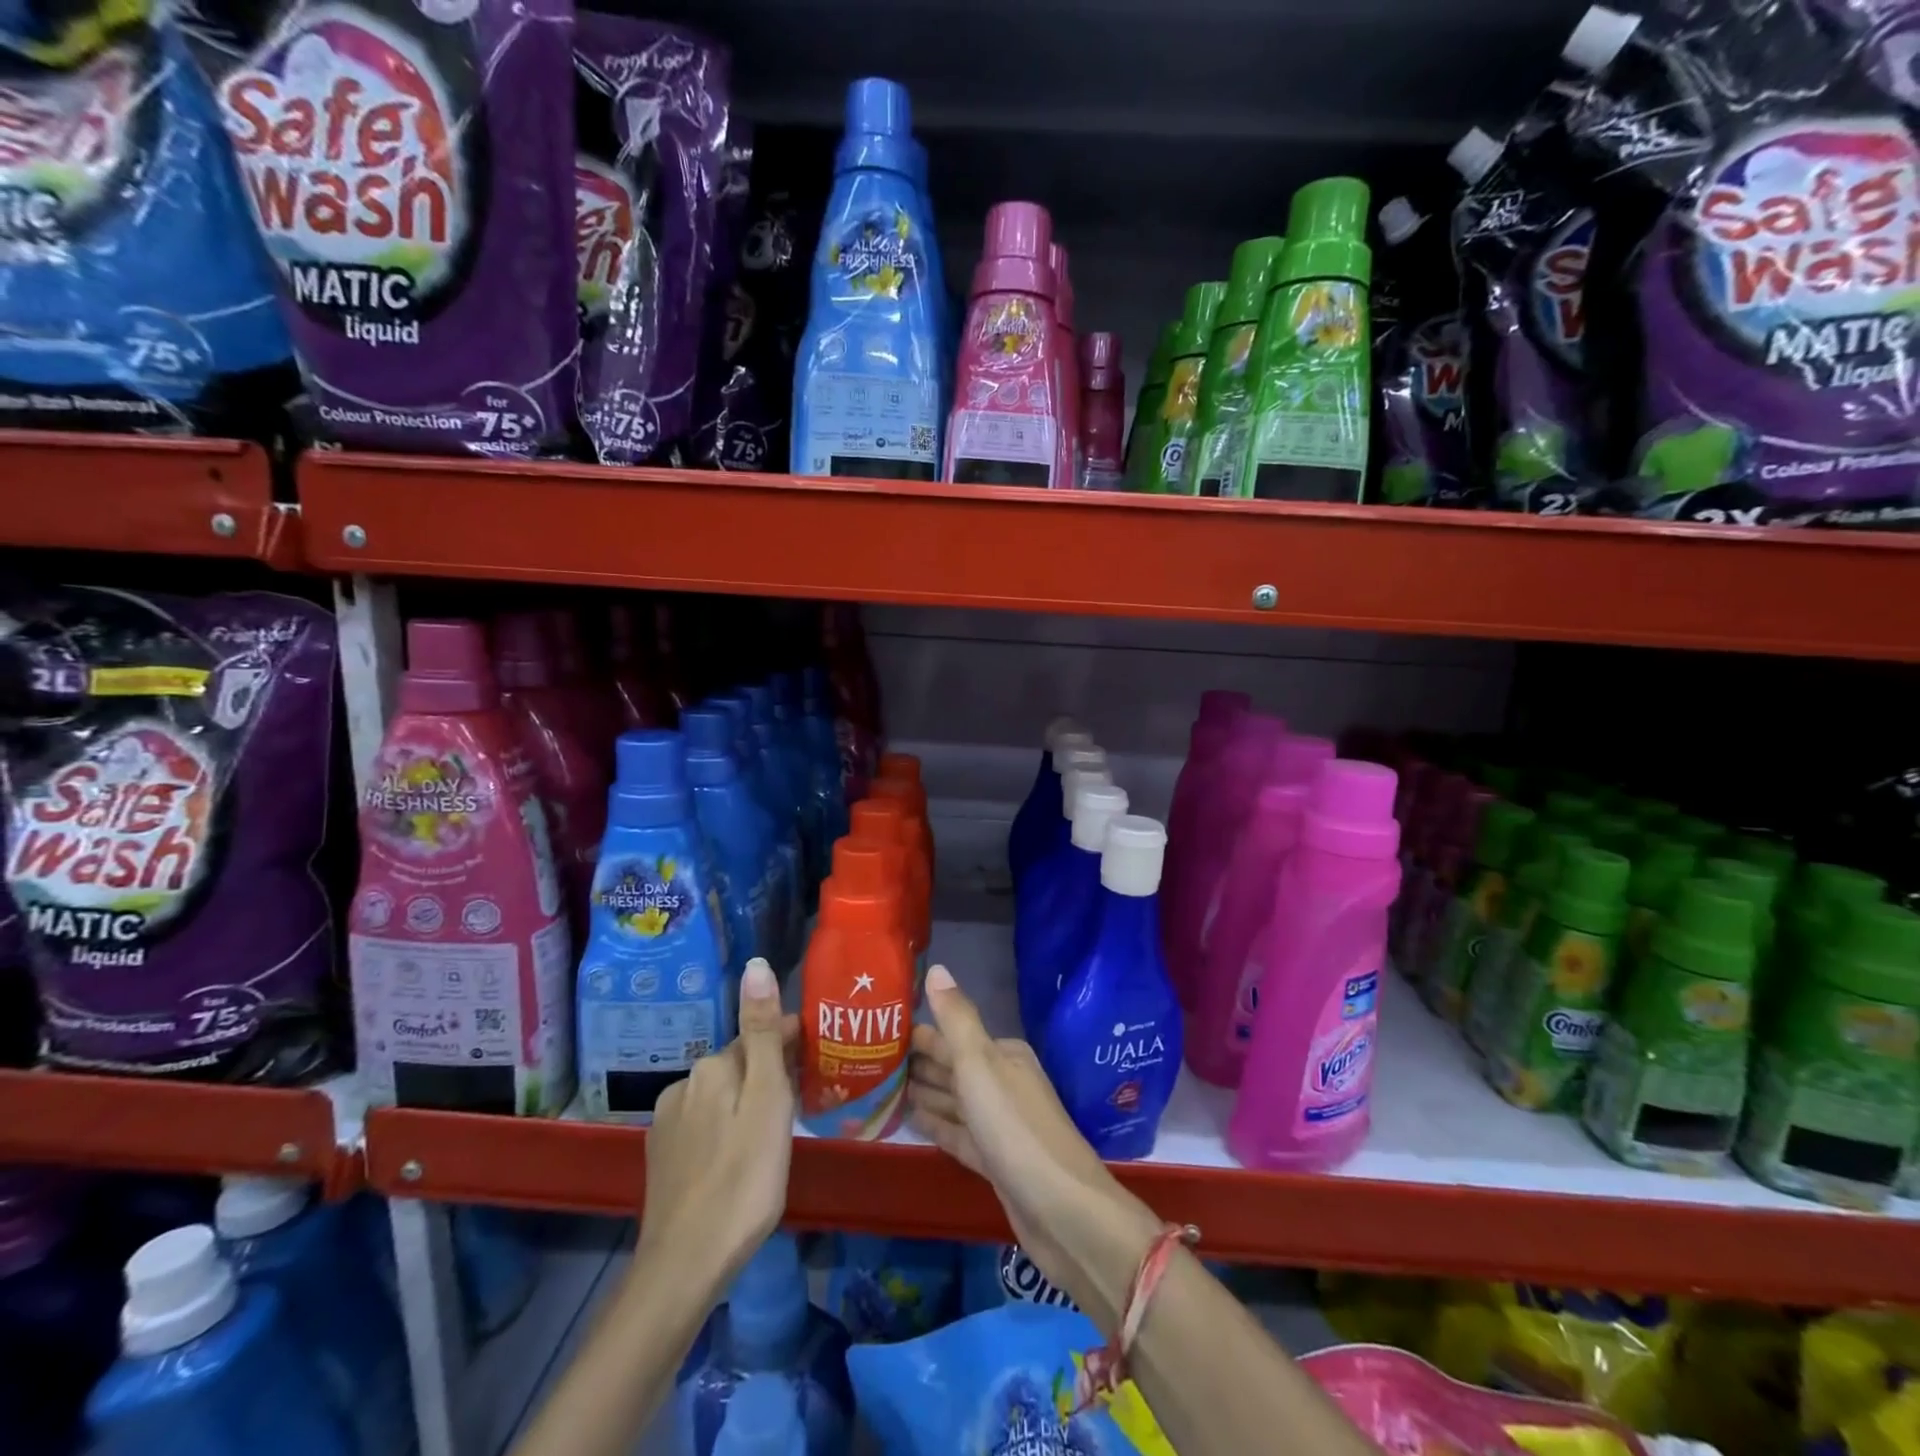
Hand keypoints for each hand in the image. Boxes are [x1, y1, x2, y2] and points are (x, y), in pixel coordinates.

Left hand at [640, 958, 798, 1285]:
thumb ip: (761, 1033)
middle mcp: (684, 1084)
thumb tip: (755, 965)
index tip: (820, 1061)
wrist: (685, 1266)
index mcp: (713, 1067)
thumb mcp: (767, 1100)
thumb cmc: (744, 1178)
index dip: (792, 1043)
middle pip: (740, 1065)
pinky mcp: (662, 1157)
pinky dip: (726, 1129)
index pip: (759, 1035)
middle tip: (803, 1102)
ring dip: (747, 1101)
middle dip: (769, 1073)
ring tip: (775, 1133)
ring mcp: (668, 1122)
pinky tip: (739, 1157)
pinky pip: (705, 1125)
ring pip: (722, 1096)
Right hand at [908, 965, 1154, 1311]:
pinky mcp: (993, 1160)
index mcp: (1002, 1056)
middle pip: (951, 1067)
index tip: (877, 1032)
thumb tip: (936, 968)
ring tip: (877, 1087)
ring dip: (921, 1092)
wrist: (1062, 1210)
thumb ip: (957, 1019)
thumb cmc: (1015, 1128)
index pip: (951, 1036)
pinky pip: (956, 1133)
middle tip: (867, 1059)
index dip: (917, 1034)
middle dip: (915, 1063)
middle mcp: (1001, 1083)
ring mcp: (998, 1124)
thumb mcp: (981, 1065)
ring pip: (952, 1100)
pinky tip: (907, 1120)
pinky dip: (934, 1124)